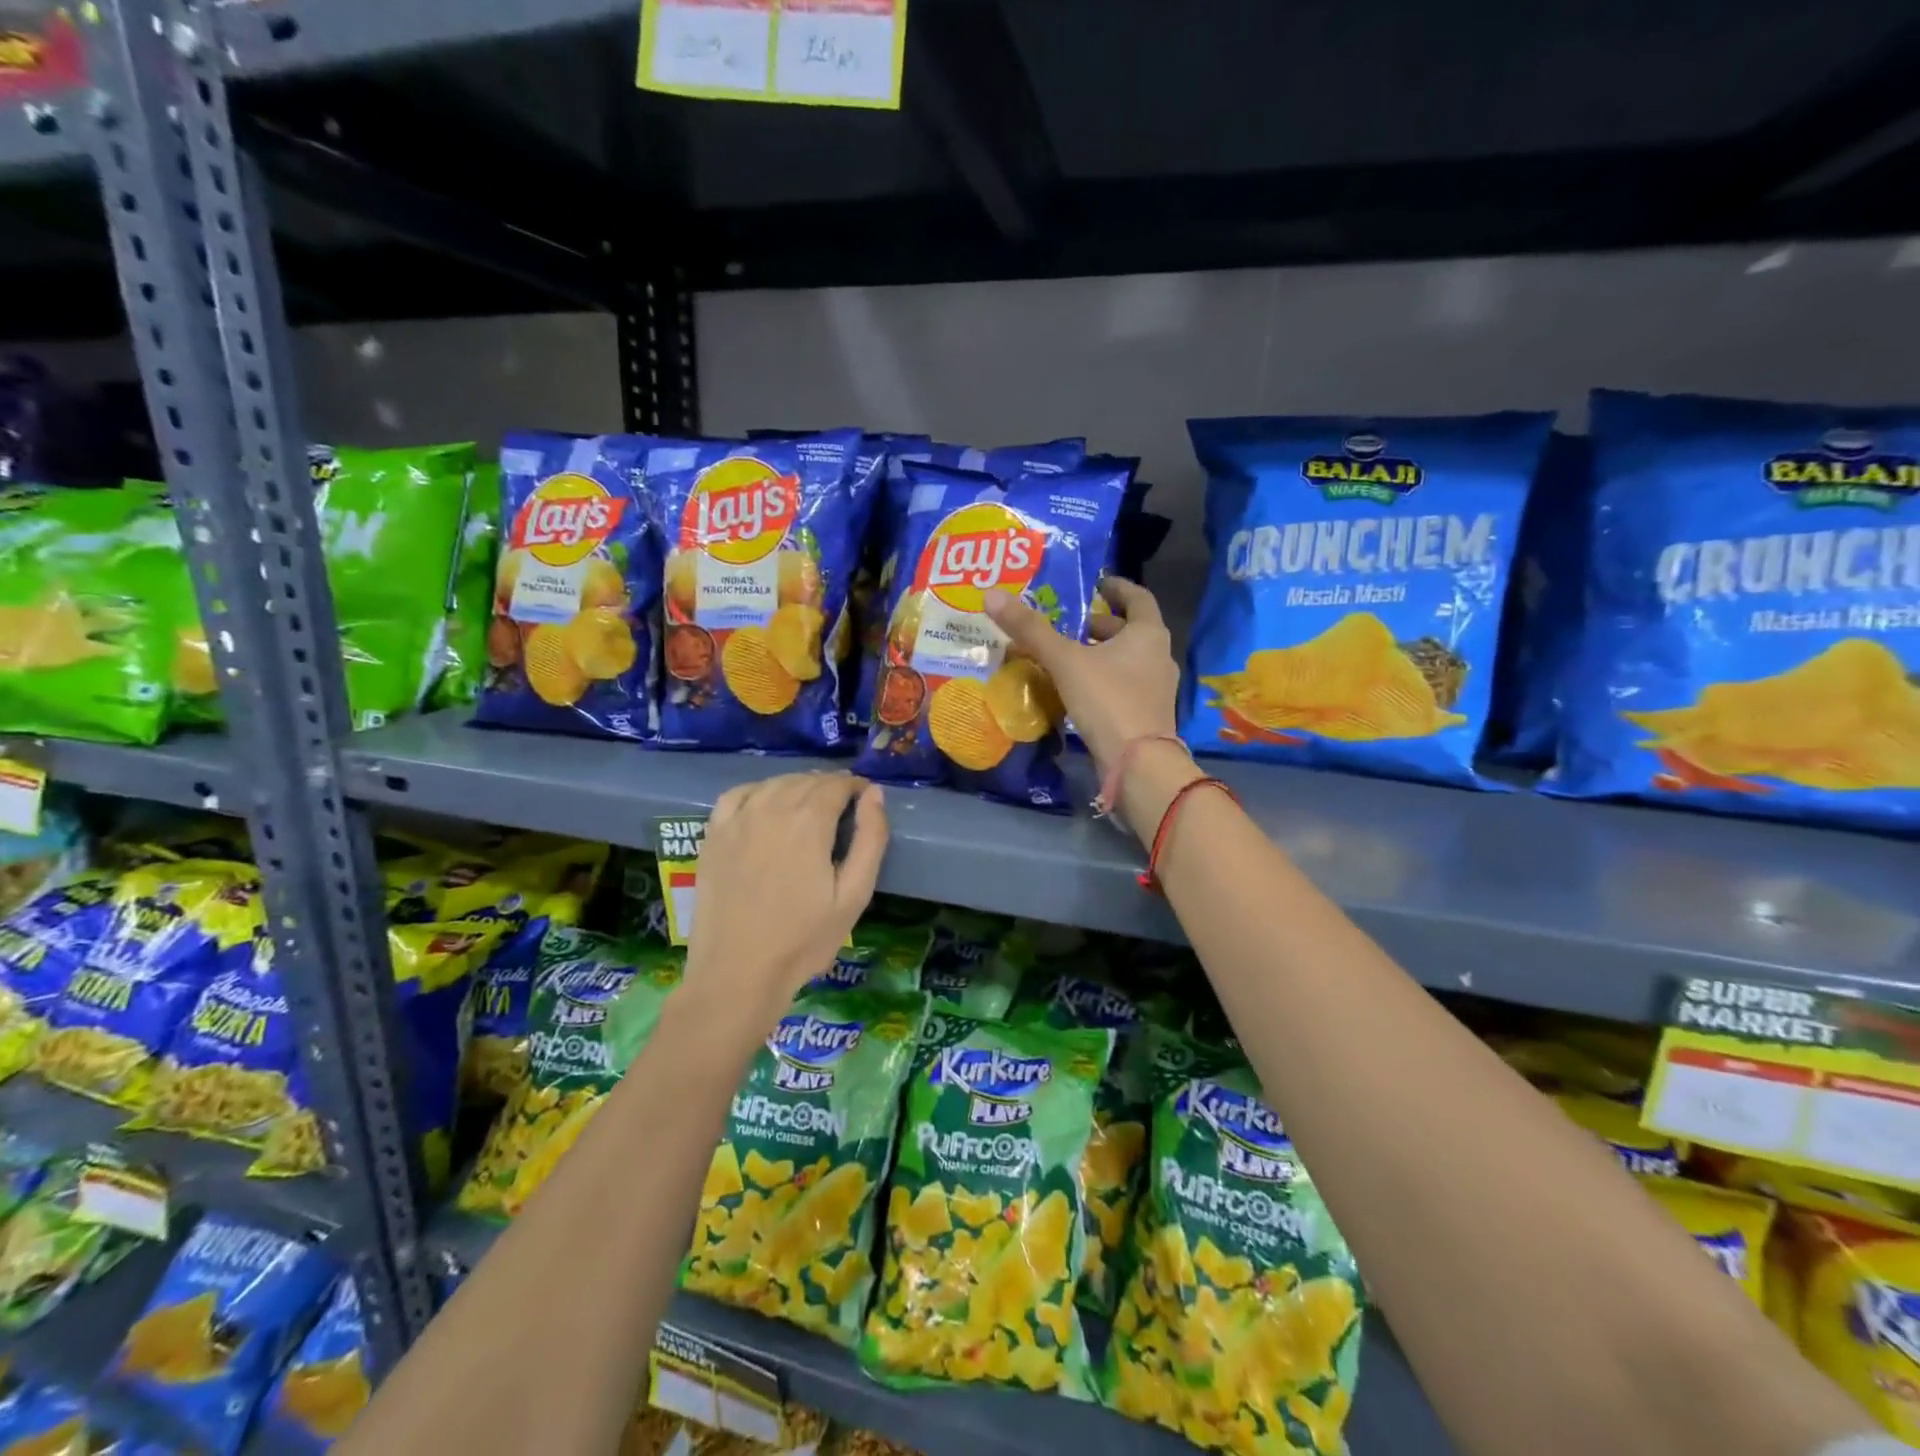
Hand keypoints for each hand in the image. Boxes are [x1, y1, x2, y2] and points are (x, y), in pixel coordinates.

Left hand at [682, 773, 887, 1027]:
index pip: (837, 784)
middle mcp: (771, 809)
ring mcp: (737, 820)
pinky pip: (738, 794)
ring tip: (810, 808)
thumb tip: (874, 795)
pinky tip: (766, 806)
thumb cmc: (803, 940)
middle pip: (807, 781)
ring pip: (775, 783)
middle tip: (844, 808)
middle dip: (831, 787)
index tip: (866, 800)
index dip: (856, 787)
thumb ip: (871, 839)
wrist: (737, 974)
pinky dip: (759, 791)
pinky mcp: (713, 835)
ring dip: (798, 786)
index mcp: (809, 822)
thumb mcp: (854, 895)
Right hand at [983, 576, 1181, 772]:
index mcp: (1148, 634)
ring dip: (1098, 654)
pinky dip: (1101, 680)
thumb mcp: (1065, 661)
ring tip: (1064, 655)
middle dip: (1099, 625)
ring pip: (1125, 660)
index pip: (1137, 597)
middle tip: (1067, 623)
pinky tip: (1075, 689)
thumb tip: (992, 595)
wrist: (1138, 764)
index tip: (1095, 584)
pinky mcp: (1145, 715)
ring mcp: (1155, 689)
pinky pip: (1122, 686)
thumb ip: (1031, 630)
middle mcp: (1159, 657)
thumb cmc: (1108, 700)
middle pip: (1129, 631)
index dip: (1116, 587)